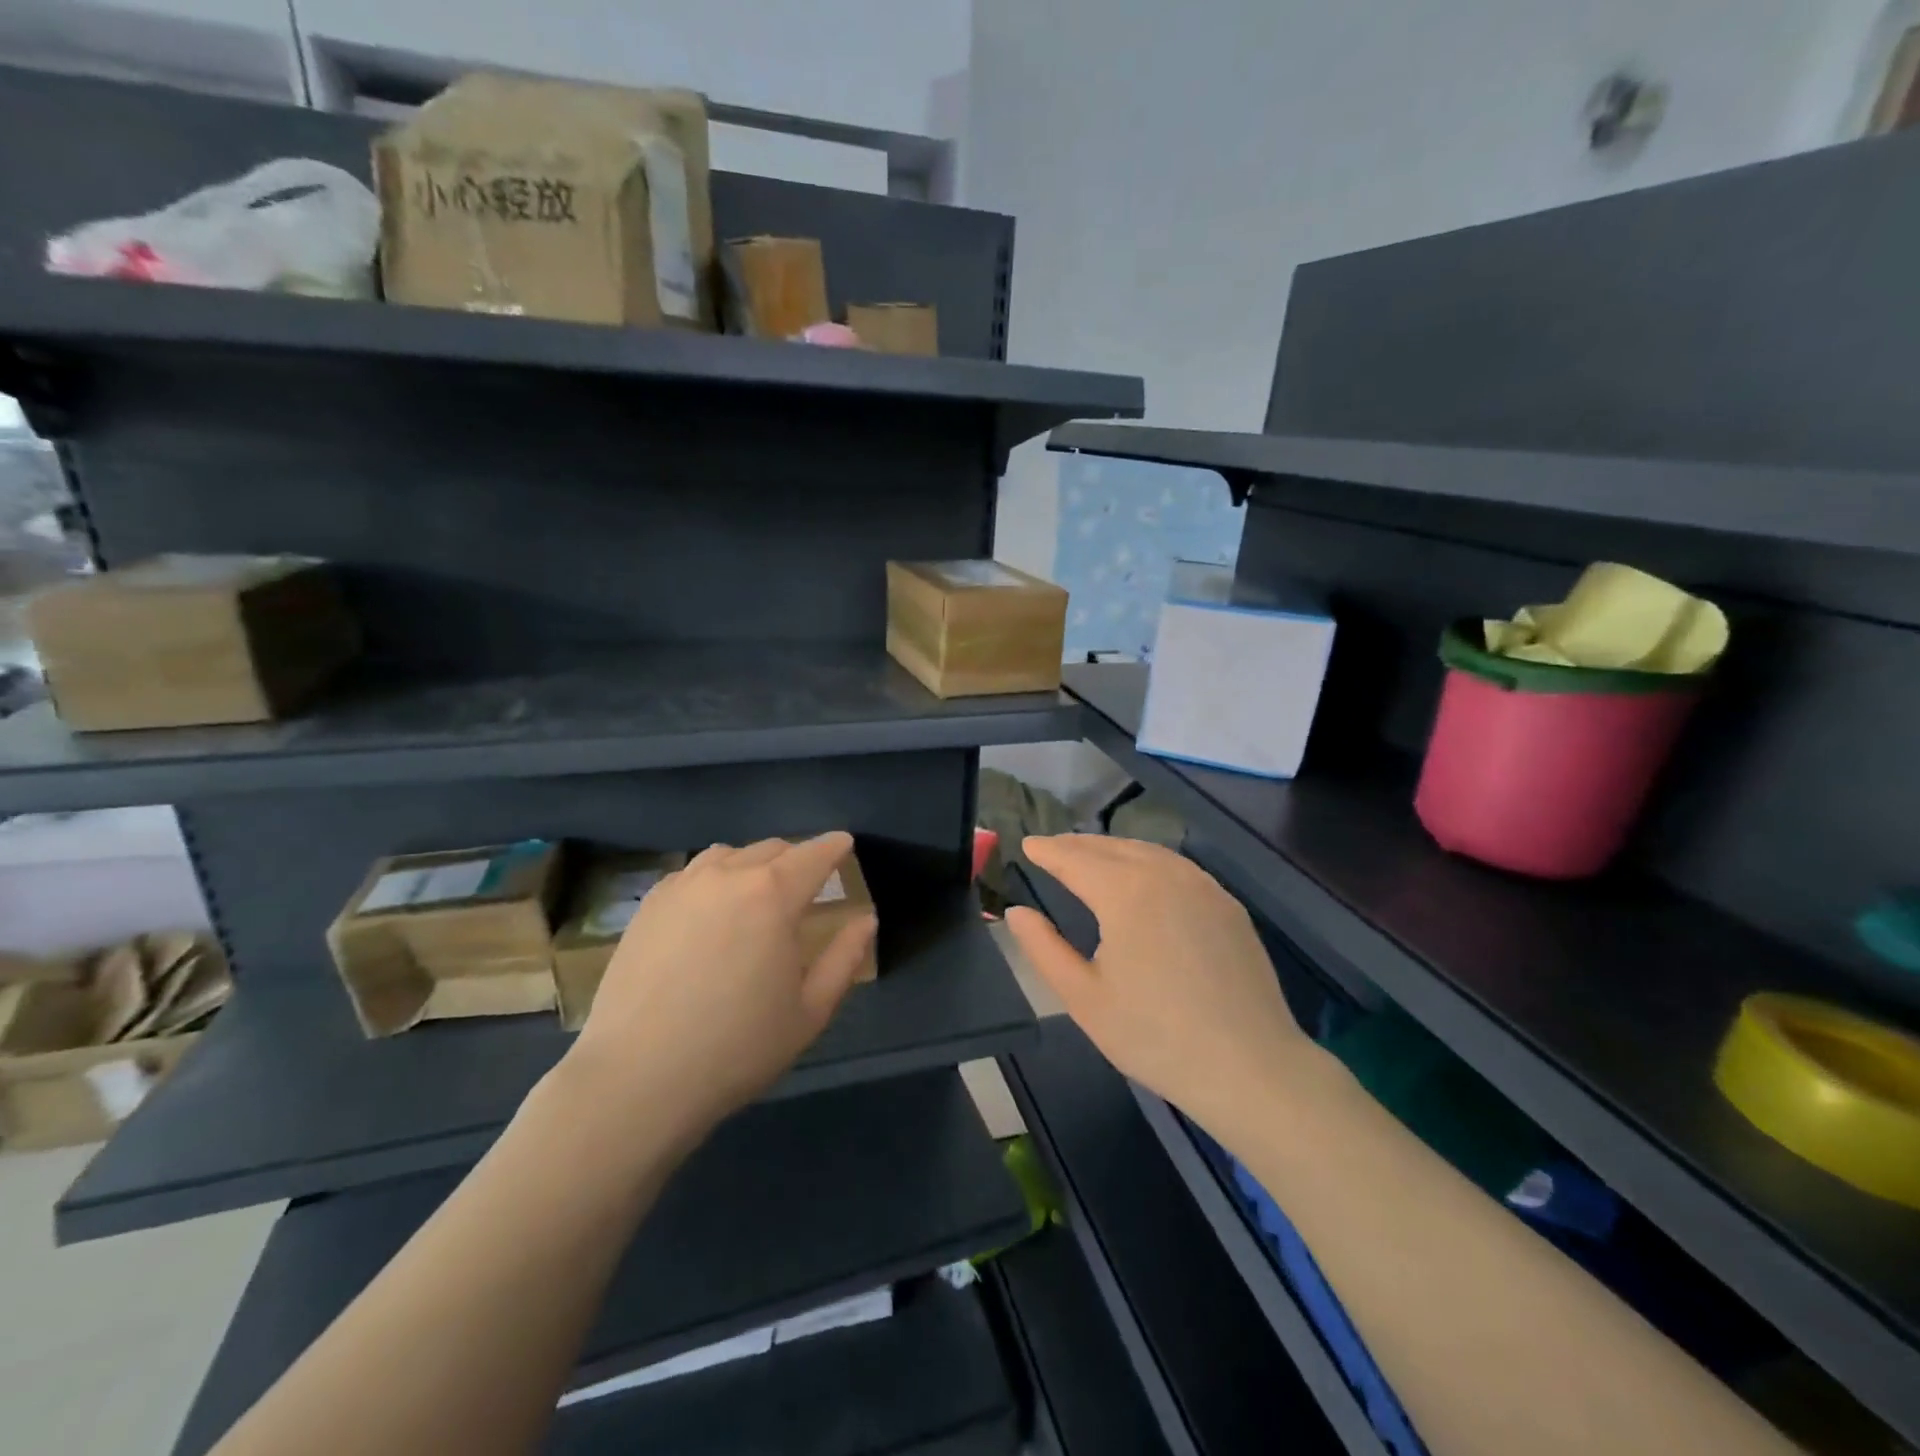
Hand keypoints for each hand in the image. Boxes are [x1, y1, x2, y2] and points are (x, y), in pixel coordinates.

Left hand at [565, 833, 876, 1140]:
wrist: (637, 1078)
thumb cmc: (737, 1047)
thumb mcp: (810, 1011)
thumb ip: (845, 958)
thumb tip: (866, 920)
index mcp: (773, 895)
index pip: (813, 855)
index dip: (834, 847)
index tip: (844, 844)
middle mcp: (728, 876)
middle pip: (772, 848)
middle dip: (796, 858)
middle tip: (806, 882)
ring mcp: (682, 886)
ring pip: (729, 854)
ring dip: (753, 864)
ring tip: (758, 893)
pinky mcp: (649, 905)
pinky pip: (693, 873)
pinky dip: (715, 877)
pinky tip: (712, 910)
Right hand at [1006, 835, 1313, 1138]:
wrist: (1251, 1067)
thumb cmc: (1156, 1037)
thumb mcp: (1083, 999)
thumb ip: (1043, 949)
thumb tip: (1016, 912)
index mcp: (1124, 893)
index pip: (1075, 859)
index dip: (1048, 851)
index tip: (1028, 845)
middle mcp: (1164, 875)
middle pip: (1111, 847)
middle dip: (1077, 845)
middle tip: (1052, 848)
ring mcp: (1202, 886)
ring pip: (1147, 851)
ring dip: (1112, 849)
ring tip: (1090, 857)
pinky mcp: (1227, 904)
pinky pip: (1177, 867)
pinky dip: (1148, 861)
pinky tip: (1143, 877)